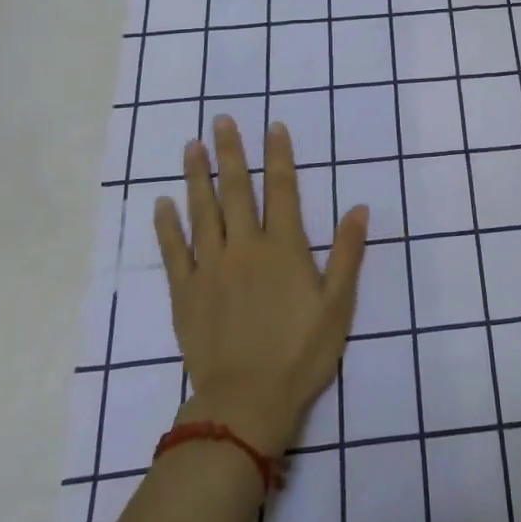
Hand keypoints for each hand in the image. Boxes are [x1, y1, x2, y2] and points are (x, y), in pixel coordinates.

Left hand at [154, 117, 368, 458]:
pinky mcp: (186, 293)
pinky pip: (174, 252)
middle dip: (230, 153)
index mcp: (283, 247)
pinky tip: (162, 204)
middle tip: (221, 120)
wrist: (247, 401)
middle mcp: (245, 247)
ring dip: (196, 177)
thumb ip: (348, 253)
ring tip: (190, 147)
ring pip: (202, 212)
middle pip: (236, 190)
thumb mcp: (338, 304)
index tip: (273, 125)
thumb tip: (359, 207)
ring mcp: (211, 268)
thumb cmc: (301, 352)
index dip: (278, 155)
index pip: (281, 189)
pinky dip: (167, 226)